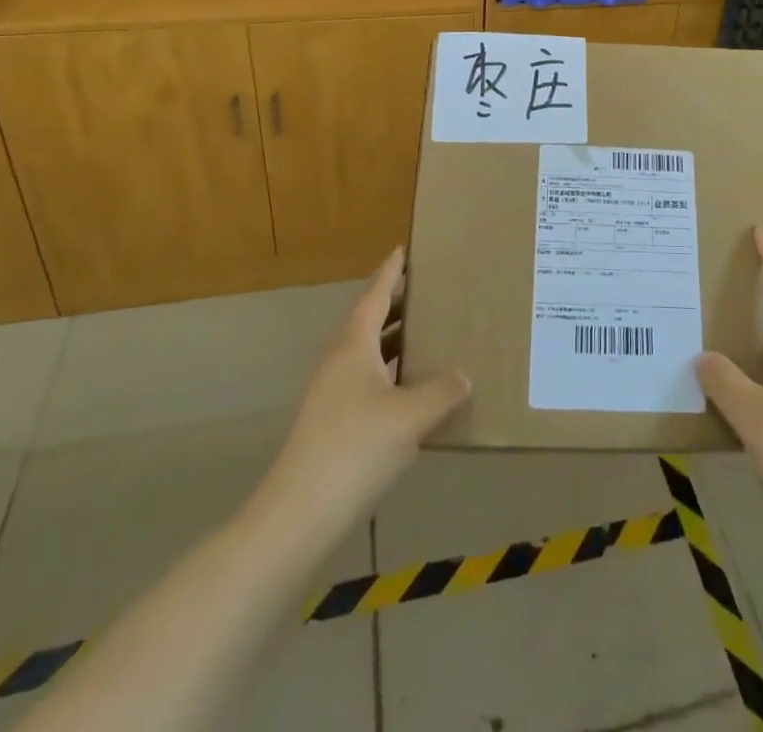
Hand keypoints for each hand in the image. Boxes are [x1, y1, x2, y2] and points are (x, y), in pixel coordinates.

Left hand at [267, 248, 470, 529]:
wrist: (299, 513)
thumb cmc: (356, 449)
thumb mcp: (410, 417)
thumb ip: (442, 392)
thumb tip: (464, 375)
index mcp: (353, 345)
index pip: (375, 295)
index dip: (391, 272)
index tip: (404, 249)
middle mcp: (339, 359)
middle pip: (369, 319)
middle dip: (397, 303)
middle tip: (428, 289)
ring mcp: (331, 391)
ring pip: (367, 351)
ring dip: (394, 338)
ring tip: (426, 332)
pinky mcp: (331, 419)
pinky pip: (366, 377)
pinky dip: (389, 370)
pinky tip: (410, 388)